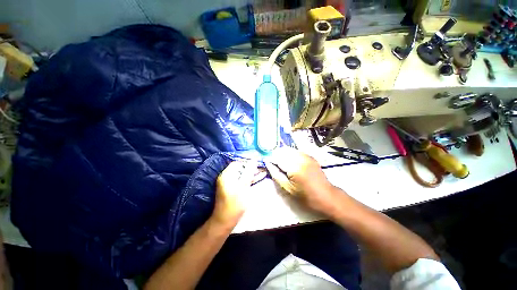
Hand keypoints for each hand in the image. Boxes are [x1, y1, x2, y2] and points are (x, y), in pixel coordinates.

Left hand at [211, 161, 257, 226]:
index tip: (258, 161)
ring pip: (244, 174)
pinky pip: (243, 180)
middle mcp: (228, 176)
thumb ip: (249, 172)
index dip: (248, 161)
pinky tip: (260, 176)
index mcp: (227, 174)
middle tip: (262, 167)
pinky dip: (250, 179)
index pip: (238, 163)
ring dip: (253, 173)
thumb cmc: (235, 204)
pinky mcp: (235, 188)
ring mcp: (231, 182)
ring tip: (264, 171)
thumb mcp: (243, 186)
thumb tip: (254, 160)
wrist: (226, 221)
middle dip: (252, 167)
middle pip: (241, 168)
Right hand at [265, 147, 336, 213]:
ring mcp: (306, 156)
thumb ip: (276, 174)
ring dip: (282, 154)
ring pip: (289, 149)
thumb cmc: (306, 196)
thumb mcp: (288, 188)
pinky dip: (290, 154)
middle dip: (276, 155)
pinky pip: (296, 151)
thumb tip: (268, 164)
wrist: (327, 196)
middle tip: (273, 163)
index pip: (277, 157)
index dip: (270, 159)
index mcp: (294, 167)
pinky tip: (289, 161)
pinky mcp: (310, 156)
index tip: (266, 162)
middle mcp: (300, 158)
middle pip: (283, 151)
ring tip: (280, 163)